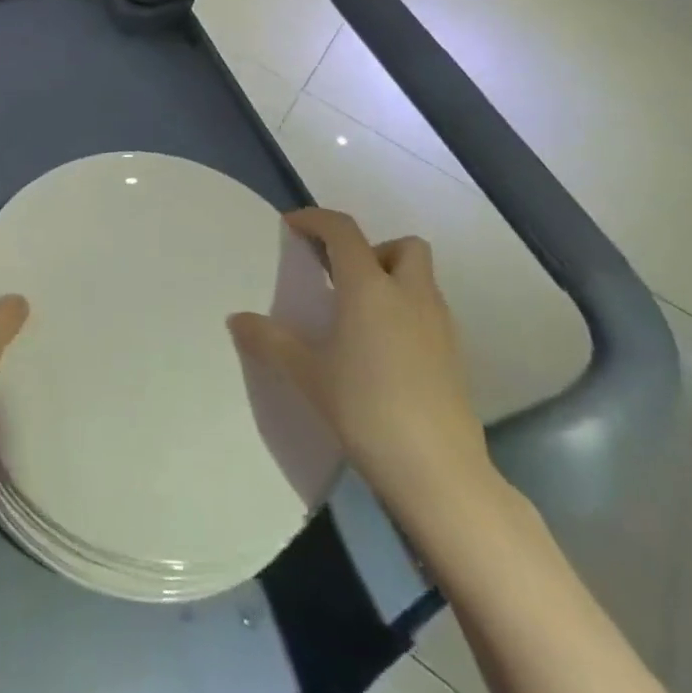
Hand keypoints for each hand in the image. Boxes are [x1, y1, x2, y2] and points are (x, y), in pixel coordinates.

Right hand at [229, 208, 490, 523]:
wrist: (438, 473)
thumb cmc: (365, 408)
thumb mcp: (306, 373)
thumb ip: (269, 340)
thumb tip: (236, 319)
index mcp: (369, 287)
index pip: (343, 230)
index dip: (315, 219)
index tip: (291, 227)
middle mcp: (410, 295)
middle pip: (404, 246)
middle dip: (373, 250)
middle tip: (341, 276)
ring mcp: (439, 326)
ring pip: (421, 279)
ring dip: (391, 281)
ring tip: (357, 315)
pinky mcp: (455, 358)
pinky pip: (429, 313)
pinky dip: (406, 313)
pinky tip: (381, 350)